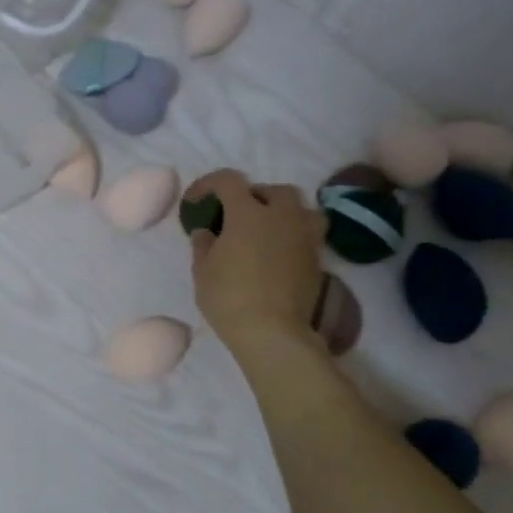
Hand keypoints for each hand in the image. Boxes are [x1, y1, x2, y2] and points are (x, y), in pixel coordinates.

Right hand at [185, 170, 325, 344]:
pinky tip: (276, 253)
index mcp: (248, 213)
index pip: (228, 181)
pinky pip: (306, 232)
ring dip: (280, 212)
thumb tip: (207, 231)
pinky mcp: (316, 257)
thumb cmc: (228, 297)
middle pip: (272, 190)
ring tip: (264, 230)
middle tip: (234, 216)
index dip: (208, 184)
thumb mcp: (202, 270)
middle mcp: (282, 216)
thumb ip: (203, 244)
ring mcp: (304, 236)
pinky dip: (291, 234)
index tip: (196, 201)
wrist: (272, 331)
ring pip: (298, 207)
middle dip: (252, 196)